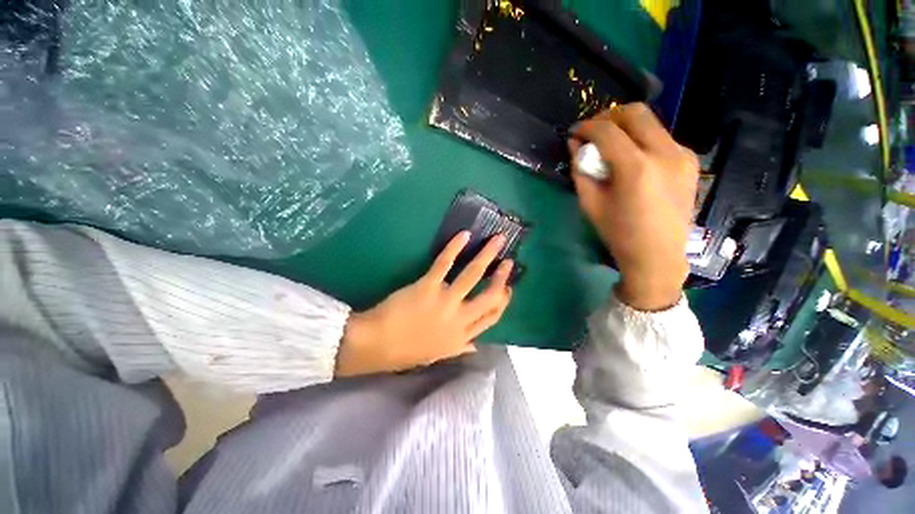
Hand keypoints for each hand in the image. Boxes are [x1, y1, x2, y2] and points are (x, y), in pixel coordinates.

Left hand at [335, 232, 513, 376]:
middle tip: (508, 262)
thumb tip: (475, 346)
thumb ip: (459, 348)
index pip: (492, 317)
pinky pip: (445, 263)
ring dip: (487, 255)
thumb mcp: (438, 355)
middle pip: (490, 296)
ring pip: (473, 275)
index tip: (508, 288)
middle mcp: (460, 318)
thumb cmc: (406, 351)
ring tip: (497, 240)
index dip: (504, 300)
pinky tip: (464, 235)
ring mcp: (446, 301)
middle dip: (502, 277)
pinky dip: (455, 247)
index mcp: (462, 335)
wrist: (378, 344)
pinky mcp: (428, 286)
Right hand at [569, 103, 698, 310]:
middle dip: (608, 116)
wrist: (658, 255)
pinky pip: (661, 138)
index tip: (575, 133)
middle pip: (635, 112)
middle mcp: (665, 152)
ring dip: (626, 127)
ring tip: (611, 147)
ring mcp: (682, 155)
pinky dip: (642, 140)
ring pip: (651, 122)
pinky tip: (632, 159)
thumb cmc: (619, 234)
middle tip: (593, 132)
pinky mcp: (690, 161)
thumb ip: (581, 171)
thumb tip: (575, 146)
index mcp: (636, 168)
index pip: (607, 131)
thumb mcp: (590, 204)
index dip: (587, 127)